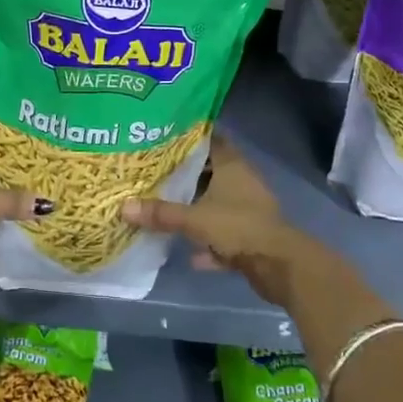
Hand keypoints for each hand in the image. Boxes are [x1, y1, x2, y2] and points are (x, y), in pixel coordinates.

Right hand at [122, 135, 331, 308]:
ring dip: (197, 210)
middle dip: (186, 175)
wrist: (279, 265)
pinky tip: (191, 255)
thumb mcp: (194, 218)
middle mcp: (242, 182)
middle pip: (211, 172)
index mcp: (232, 166)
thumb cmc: (238, 227)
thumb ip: (161, 213)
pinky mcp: (251, 237)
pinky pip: (224, 235)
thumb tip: (123, 207)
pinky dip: (210, 243)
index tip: (165, 136)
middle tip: (156, 173)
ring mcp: (248, 210)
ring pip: (217, 204)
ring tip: (167, 209)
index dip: (190, 137)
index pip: (211, 140)